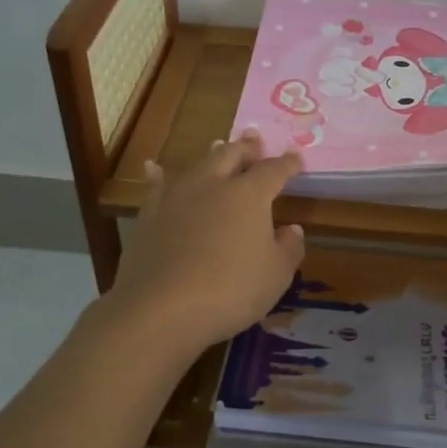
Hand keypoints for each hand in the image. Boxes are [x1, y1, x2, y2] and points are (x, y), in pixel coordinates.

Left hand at [104, 130, 306, 357]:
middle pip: (232, 155)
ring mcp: (177, 197)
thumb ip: (289, 248)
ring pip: (198, 165)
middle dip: (247, 147)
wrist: (162, 308)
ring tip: (218, 144)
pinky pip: (156, 187)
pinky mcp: (150, 215)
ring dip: (212, 153)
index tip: (296, 158)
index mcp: (249, 195)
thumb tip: (291, 229)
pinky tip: (153, 168)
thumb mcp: (276, 275)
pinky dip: (157, 175)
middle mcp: (213, 185)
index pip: (273, 170)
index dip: (287, 164)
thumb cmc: (231, 290)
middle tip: (255, 140)